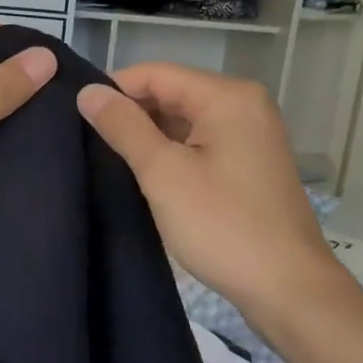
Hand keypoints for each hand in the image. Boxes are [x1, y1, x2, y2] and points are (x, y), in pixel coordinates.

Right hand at [76, 63, 335, 311]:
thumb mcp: (163, 173)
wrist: (287, 288)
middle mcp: (244, 105)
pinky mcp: (248, 164)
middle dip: (130, 114)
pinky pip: (199, 143)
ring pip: (183, 121)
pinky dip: (170, 154)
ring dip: (147, 137)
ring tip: (105, 158)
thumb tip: (87, 92)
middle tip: (84, 141)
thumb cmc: (222, 225)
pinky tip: (142, 175)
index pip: (155, 74)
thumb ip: (123, 127)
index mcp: (227, 97)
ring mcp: (250, 135)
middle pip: (171, 94)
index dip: (113, 91)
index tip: (75, 117)